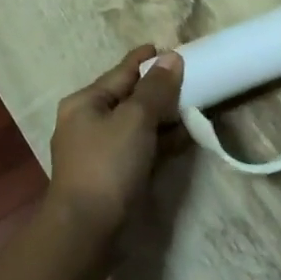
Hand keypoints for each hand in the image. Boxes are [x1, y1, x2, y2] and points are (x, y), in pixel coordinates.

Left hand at [46, 45, 183, 242]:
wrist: (87, 230)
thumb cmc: (108, 164)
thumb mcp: (135, 119)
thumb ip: (156, 88)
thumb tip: (171, 57)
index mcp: (85, 102)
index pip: (121, 72)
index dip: (146, 60)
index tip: (171, 49)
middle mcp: (88, 123)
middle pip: (129, 97)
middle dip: (158, 89)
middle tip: (192, 79)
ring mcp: (100, 151)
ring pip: (137, 124)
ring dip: (163, 116)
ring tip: (194, 106)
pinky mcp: (112, 176)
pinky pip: (141, 148)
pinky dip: (161, 141)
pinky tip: (184, 138)